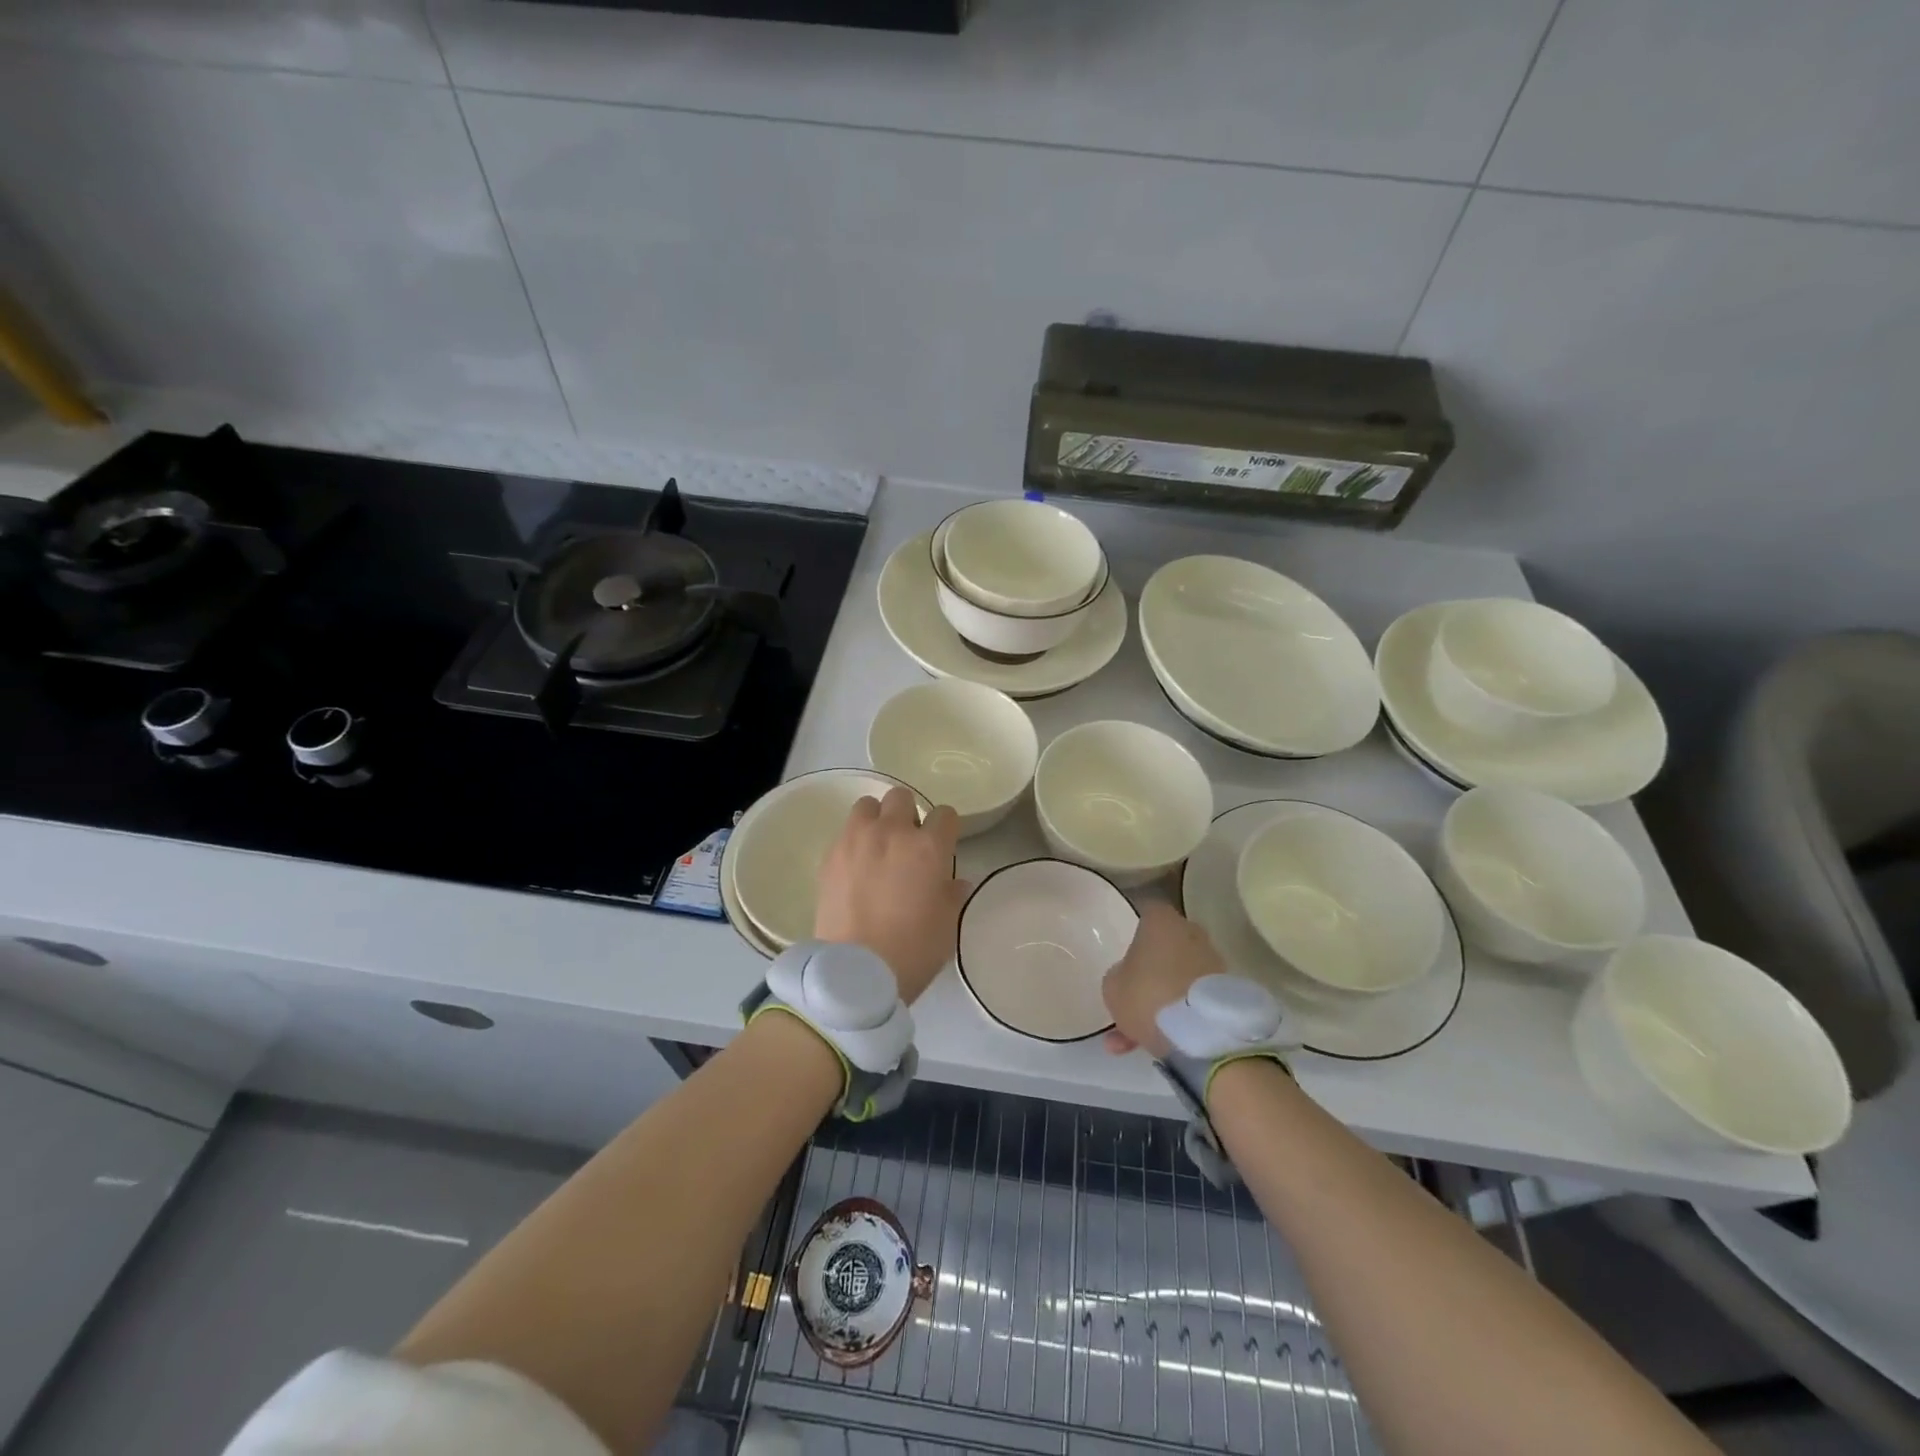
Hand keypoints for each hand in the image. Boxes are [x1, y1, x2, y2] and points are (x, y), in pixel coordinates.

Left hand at [815, 786, 967, 1003]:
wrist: (856, 972)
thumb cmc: (913, 949)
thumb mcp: (948, 924)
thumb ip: (953, 894)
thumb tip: (953, 881)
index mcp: (928, 847)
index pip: (945, 814)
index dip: (946, 828)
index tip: (943, 846)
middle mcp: (892, 833)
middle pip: (901, 797)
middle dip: (909, 814)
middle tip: (908, 843)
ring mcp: (856, 840)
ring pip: (867, 806)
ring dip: (877, 819)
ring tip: (878, 846)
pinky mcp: (830, 855)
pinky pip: (845, 832)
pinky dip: (854, 840)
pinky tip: (856, 866)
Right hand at [1102, 902, 1225, 1056]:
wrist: (1203, 1036)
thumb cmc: (1148, 996)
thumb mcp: (1112, 987)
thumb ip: (1118, 975)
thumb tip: (1128, 977)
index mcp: (1161, 921)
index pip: (1146, 912)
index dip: (1135, 930)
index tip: (1125, 951)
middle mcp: (1191, 934)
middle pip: (1165, 946)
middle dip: (1149, 970)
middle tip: (1130, 997)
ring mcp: (1212, 963)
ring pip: (1177, 977)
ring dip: (1160, 1000)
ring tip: (1134, 1038)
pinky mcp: (1227, 992)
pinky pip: (1192, 999)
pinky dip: (1177, 1017)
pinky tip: (1156, 1045)